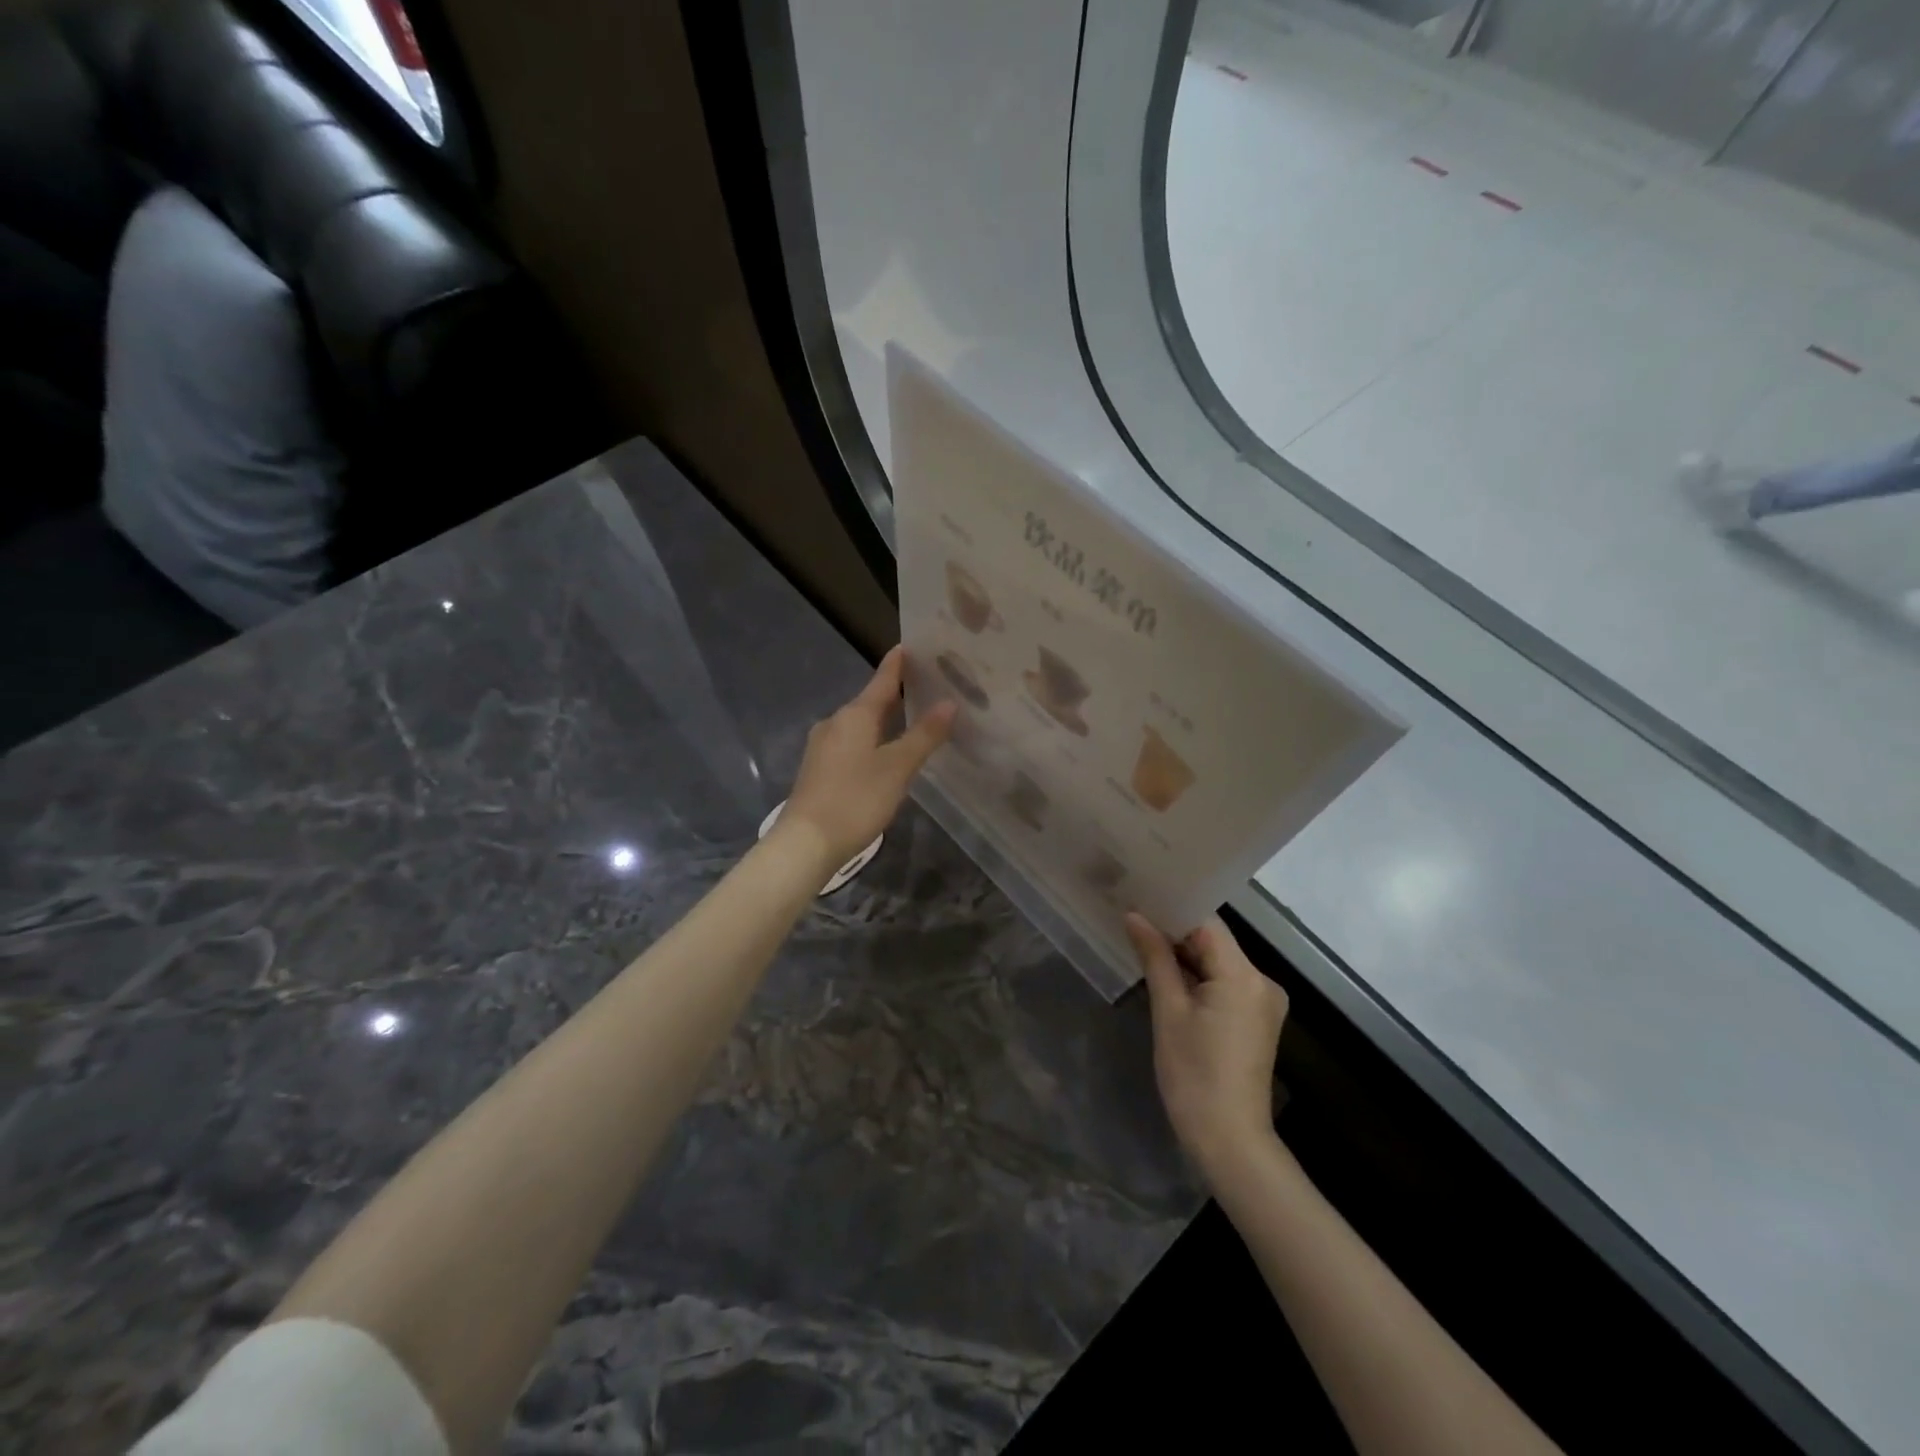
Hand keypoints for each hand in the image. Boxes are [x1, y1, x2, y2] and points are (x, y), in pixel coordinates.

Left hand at [780, 647, 955, 876]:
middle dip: (896, 693)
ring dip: (884, 719)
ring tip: (913, 719)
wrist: (806, 842)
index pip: (882, 680)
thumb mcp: (897, 767)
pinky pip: (851, 743)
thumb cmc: (855, 799)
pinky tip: (885, 752)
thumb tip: (949, 702)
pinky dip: (872, 739)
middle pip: (870, 701)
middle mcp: (835, 723)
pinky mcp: (819, 769)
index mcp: (855, 715)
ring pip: (860, 724)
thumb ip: (924, 735)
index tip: (913, 645)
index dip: (898, 664)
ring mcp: (823, 746)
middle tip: (928, 686)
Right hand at [1126, 913, 1288, 1183]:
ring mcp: (1262, 1001)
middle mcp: (1261, 981)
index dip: (1172, 909)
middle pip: (1214, 940)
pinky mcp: (1256, 1019)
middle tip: (1133, 916)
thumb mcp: (1168, 1012)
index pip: (1206, 923)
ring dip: (1184, 954)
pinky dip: (1197, 976)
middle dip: (1174, 931)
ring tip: (1142, 939)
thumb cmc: (1193, 1075)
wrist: (1229, 1140)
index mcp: (1243, 975)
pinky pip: (1224, 982)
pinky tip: (1167, 972)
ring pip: (1218, 961)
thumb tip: (1134, 916)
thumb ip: (1155, 958)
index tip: (1139, 897)